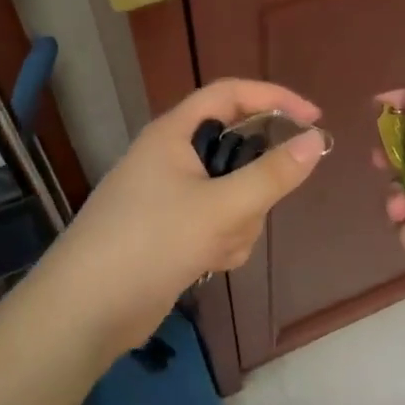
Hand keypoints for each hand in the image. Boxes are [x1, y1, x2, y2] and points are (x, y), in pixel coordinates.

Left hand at [46, 78, 327, 354]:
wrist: (87, 310)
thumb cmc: (151, 242)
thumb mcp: (221, 207)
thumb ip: (273, 175)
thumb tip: (316, 141)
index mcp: (174, 133)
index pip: (232, 94)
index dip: (275, 99)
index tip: (314, 120)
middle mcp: (171, 158)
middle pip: (236, 150)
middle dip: (253, 184)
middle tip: (255, 207)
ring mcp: (171, 197)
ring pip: (232, 193)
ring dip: (238, 221)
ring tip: (216, 246)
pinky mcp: (172, 232)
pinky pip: (218, 223)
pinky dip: (223, 241)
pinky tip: (208, 264)